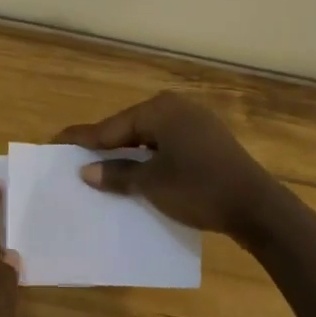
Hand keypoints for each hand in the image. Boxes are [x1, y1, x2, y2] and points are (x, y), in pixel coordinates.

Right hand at [57, 92, 283, 237]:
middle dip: (105, 144)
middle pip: (130, 127)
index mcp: (160, 110)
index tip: (56, 141)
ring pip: (150, 136)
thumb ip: (117, 174)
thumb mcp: (151, 184)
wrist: (259, 208)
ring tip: (103, 167)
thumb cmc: (199, 189)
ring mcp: (197, 123)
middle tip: (77, 157)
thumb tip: (87, 171)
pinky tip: (140, 172)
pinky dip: (151, 157)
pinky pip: (168, 144)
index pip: (111, 126)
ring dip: (129, 153)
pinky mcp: (209, 141)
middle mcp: (178, 108)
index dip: (83, 138)